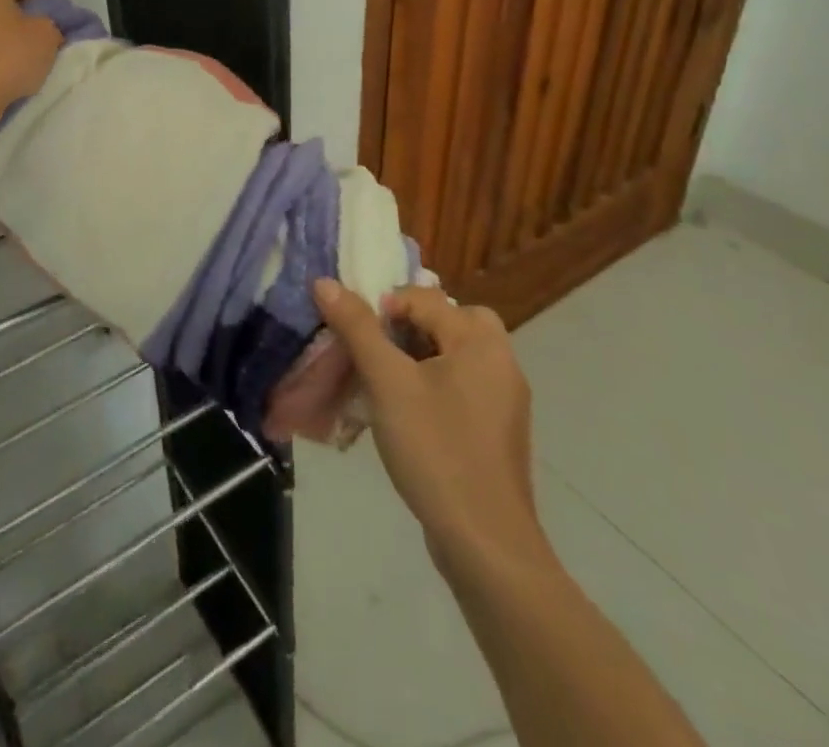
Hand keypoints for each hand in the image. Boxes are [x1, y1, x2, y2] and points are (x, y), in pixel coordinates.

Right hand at [313, 279, 550, 575]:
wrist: (485, 545)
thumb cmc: (436, 451)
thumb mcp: (387, 383)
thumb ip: (357, 328)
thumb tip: (325, 281)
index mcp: (481, 342)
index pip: (424, 299)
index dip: (384, 309)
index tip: (357, 340)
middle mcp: (501, 362)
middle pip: (449, 320)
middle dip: (408, 327)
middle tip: (378, 352)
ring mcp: (504, 400)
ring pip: (454, 354)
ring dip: (418, 356)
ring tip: (385, 382)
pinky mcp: (497, 432)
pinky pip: (461, 386)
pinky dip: (433, 385)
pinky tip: (407, 415)